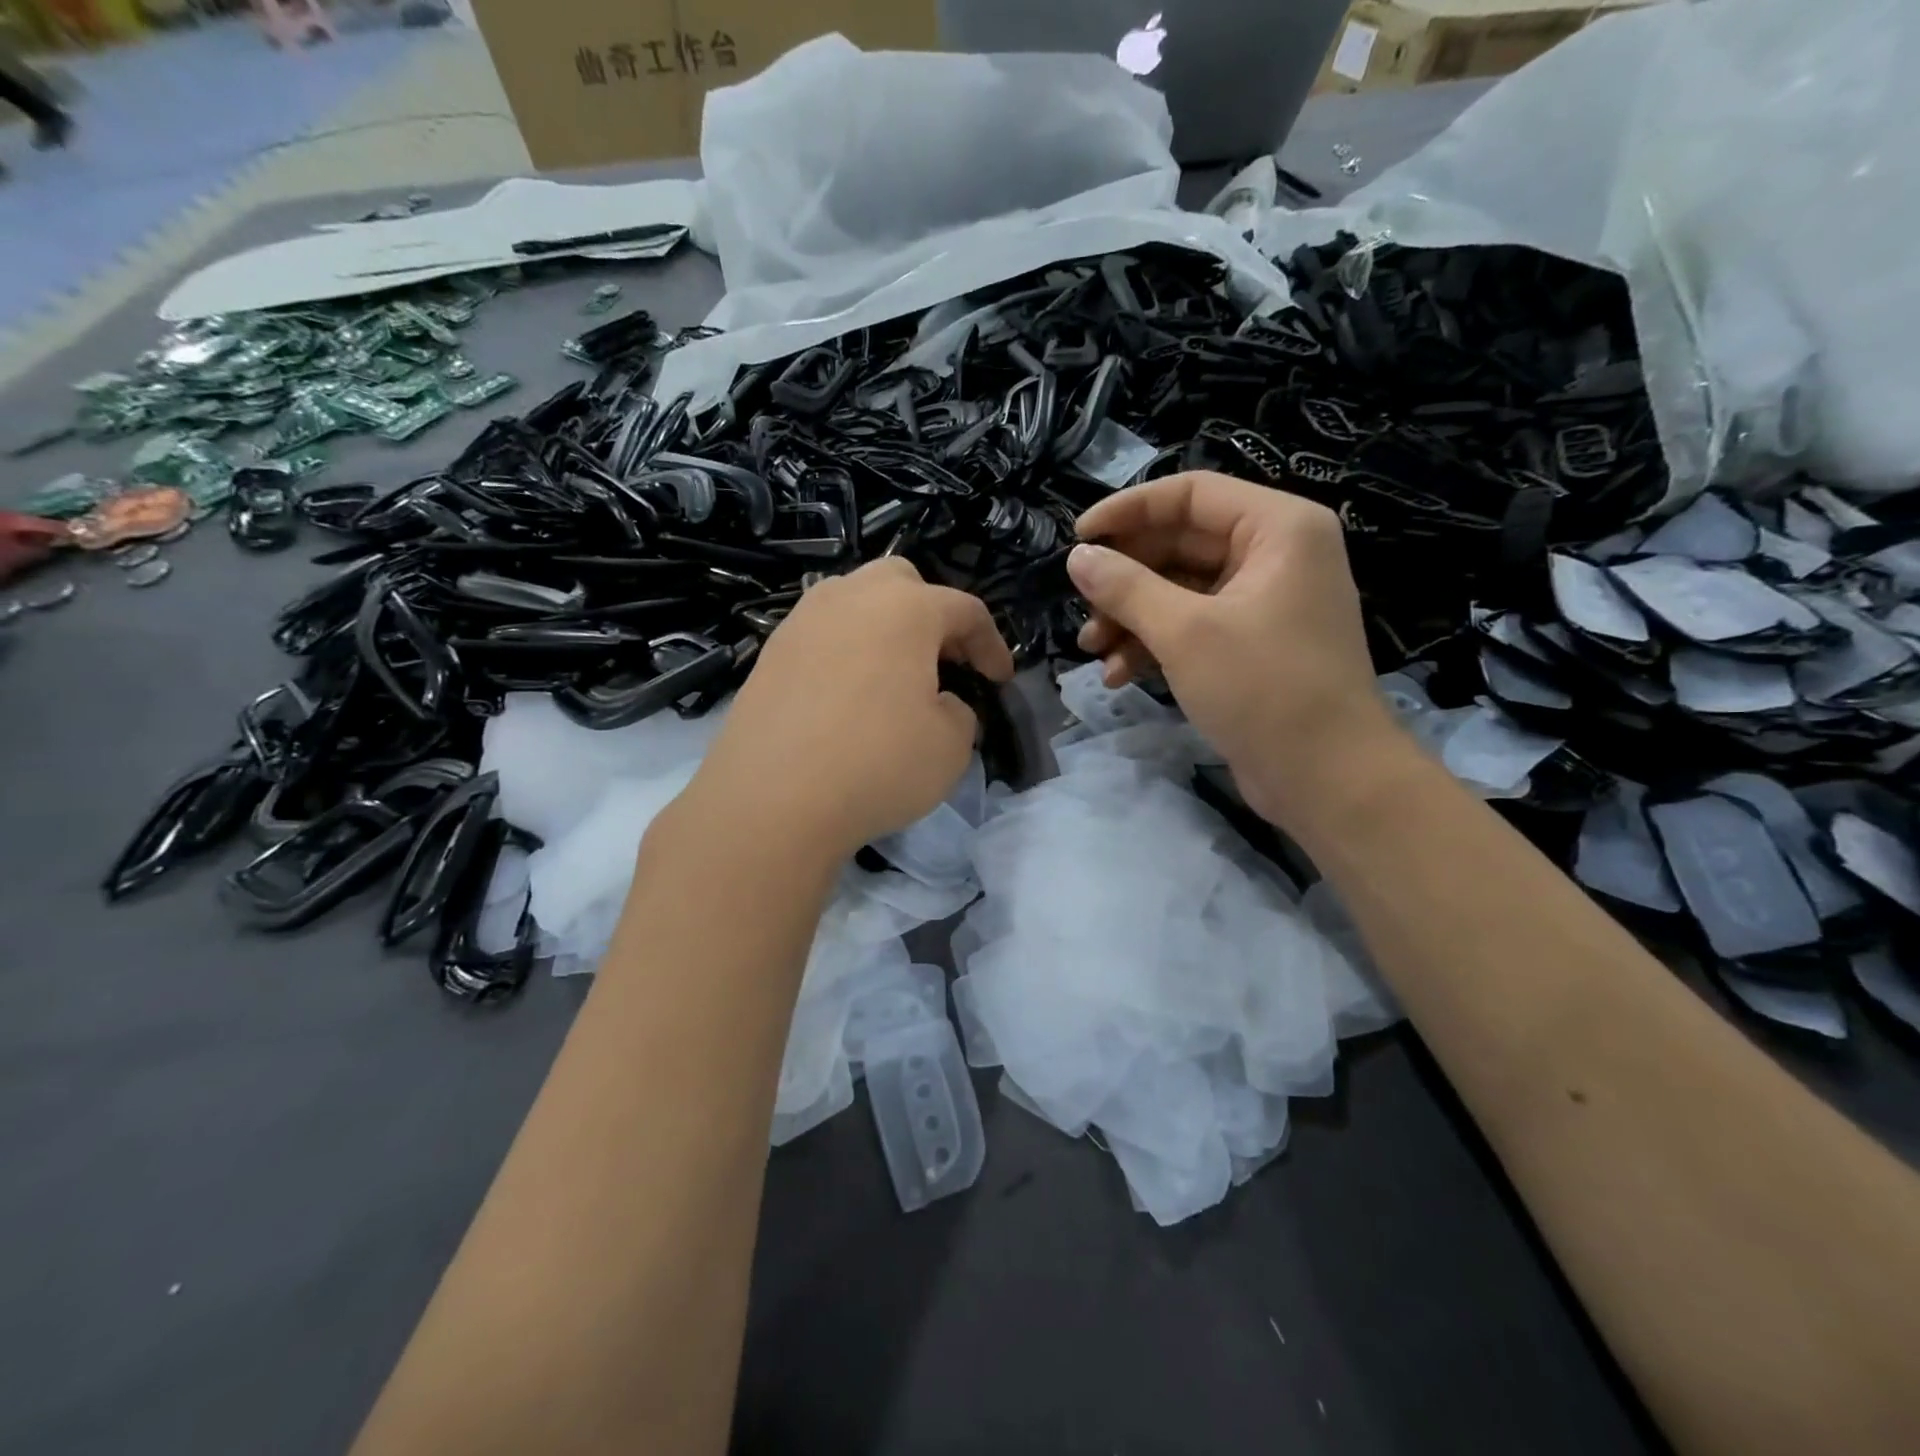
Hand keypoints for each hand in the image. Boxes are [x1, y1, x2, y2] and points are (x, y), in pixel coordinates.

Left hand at [690, 557, 1015, 858]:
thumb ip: (959, 711)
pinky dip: (845, 652)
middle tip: (942, 663)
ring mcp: (802, 621)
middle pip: (902, 583)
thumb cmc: (877, 764)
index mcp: (905, 608)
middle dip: (931, 614)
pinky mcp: (770, 653)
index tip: (999, 680)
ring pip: (854, 602)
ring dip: (883, 628)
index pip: (965, 610)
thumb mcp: (951, 746)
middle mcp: (850, 597)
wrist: (771, 801)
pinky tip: (847, 696)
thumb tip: (939, 703)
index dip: (991, 645)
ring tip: (893, 675)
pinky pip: (821, 635)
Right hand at [1070, 471, 1397, 828]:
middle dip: (1126, 578)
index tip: (1078, 539)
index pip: (1191, 494)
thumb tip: (1078, 558)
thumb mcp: (1185, 632)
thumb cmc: (1264, 689)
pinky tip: (1118, 674)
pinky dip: (1155, 644)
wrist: (1327, 779)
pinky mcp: (1251, 644)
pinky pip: (1193, 626)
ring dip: (1132, 616)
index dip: (1128, 510)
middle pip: (1181, 543)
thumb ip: (1126, 587)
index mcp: (1278, 528)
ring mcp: (1264, 602)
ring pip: (1180, 589)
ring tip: (1092, 648)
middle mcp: (1275, 554)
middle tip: (1081, 606)